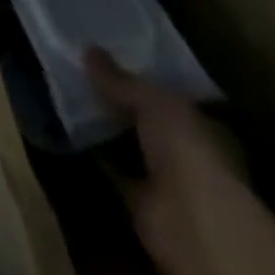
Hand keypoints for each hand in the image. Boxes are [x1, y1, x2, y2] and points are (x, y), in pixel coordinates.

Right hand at [86, 48, 242, 274]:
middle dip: (121, 102)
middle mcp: (190, 154)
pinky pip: (115, 172)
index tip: (112, 57)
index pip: (173, 97)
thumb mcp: (152, 101)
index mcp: (205, 126)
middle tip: (83, 71)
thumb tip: (88, 50)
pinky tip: (69, 132)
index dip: (144, 78)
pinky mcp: (143, 203)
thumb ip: (121, 80)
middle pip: (150, 122)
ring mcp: (168, 182)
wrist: (191, 224)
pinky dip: (96, 157)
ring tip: (69, 95)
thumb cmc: (188, 151)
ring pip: (132, 146)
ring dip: (107, 129)